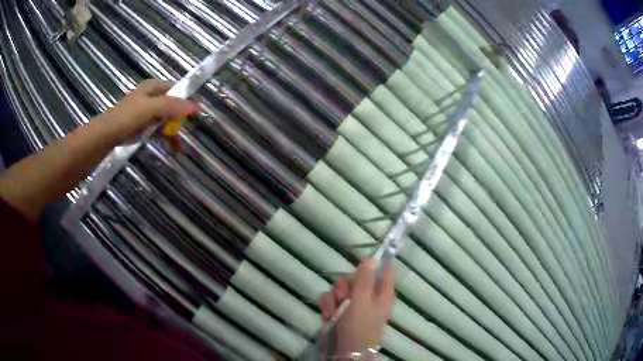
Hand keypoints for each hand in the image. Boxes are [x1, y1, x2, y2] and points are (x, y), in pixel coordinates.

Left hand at [94, 79, 197, 143]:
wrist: (105, 136)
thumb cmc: (126, 118)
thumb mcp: (150, 109)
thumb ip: (171, 106)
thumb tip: (195, 107)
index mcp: (153, 87)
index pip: (176, 89)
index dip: (186, 99)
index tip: (195, 114)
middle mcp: (150, 97)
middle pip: (171, 105)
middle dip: (180, 119)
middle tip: (186, 132)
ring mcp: (145, 112)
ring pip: (165, 119)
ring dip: (173, 131)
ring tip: (180, 147)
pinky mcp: (141, 125)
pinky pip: (157, 129)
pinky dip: (165, 137)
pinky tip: (171, 147)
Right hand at [319, 259, 394, 354]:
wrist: (344, 351)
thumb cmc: (359, 326)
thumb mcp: (362, 301)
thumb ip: (365, 279)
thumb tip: (373, 258)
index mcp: (383, 292)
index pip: (384, 270)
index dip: (372, 264)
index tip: (359, 265)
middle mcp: (369, 296)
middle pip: (356, 277)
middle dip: (345, 286)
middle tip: (343, 297)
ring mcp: (354, 304)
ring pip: (340, 288)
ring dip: (334, 299)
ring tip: (334, 312)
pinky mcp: (339, 310)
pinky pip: (331, 299)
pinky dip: (327, 307)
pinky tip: (327, 316)